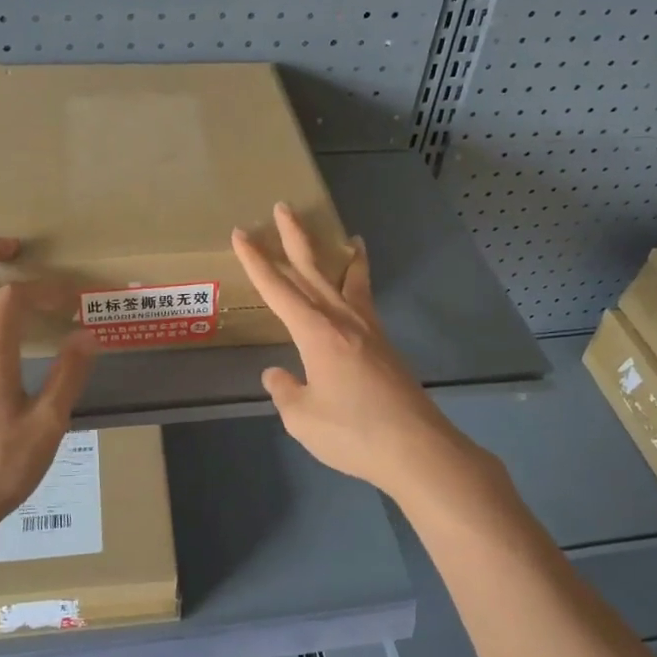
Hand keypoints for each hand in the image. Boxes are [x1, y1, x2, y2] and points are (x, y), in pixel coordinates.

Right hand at [232, 204, 487, 504]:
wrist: (416, 449)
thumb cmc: (353, 432)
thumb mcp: (302, 417)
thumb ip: (285, 391)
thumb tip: (277, 374)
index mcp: (316, 332)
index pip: (278, 289)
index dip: (256, 261)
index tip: (240, 234)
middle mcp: (343, 320)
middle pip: (314, 270)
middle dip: (295, 238)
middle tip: (283, 207)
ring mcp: (369, 331)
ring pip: (350, 280)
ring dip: (341, 256)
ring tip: (348, 235)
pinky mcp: (385, 347)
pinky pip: (366, 301)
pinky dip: (361, 284)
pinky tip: (358, 292)